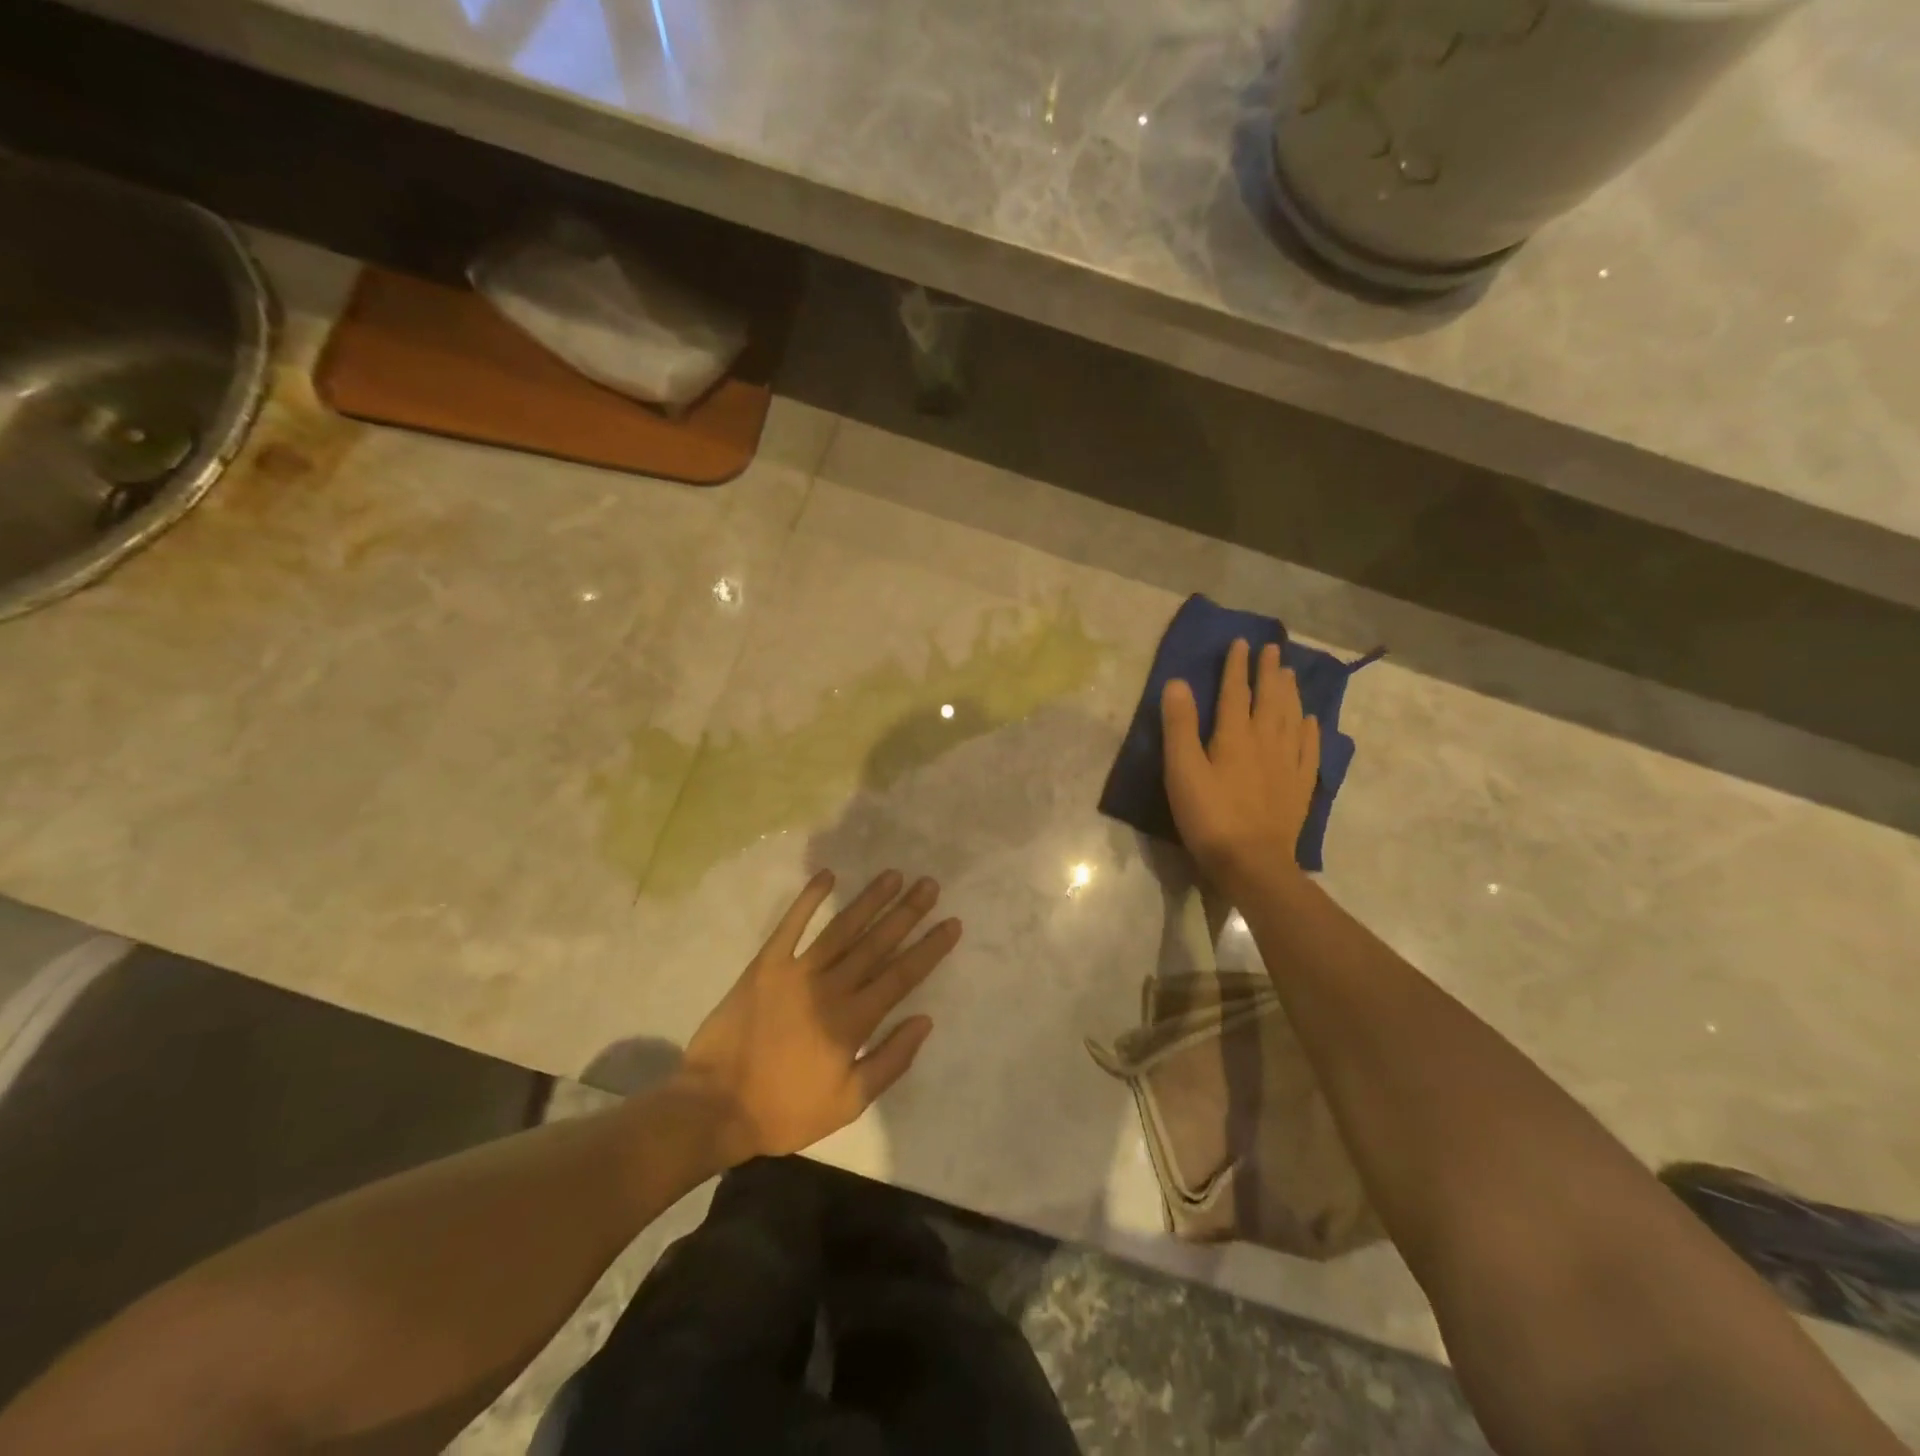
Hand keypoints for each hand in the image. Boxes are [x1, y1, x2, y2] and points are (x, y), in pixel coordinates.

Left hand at [675, 869, 960, 1165]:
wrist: (715, 1106)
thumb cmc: (786, 1110)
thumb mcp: (848, 1102)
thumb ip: (889, 1060)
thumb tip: (924, 1020)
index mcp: (853, 1021)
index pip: (902, 975)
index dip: (929, 947)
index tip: (951, 922)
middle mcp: (830, 988)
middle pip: (877, 943)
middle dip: (907, 912)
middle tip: (929, 884)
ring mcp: (797, 972)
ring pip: (842, 928)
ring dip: (870, 900)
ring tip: (893, 875)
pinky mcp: (765, 965)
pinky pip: (791, 926)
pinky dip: (809, 899)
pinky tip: (828, 876)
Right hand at [1161, 639, 1319, 895]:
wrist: (1252, 863)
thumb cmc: (1209, 816)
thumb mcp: (1182, 770)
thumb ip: (1180, 726)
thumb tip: (1178, 682)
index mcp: (1235, 735)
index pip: (1236, 691)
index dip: (1237, 666)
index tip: (1241, 642)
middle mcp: (1266, 741)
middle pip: (1270, 698)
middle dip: (1269, 672)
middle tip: (1273, 648)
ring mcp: (1288, 764)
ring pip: (1291, 718)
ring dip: (1290, 693)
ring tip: (1290, 674)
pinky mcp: (1299, 786)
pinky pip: (1308, 748)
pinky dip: (1309, 729)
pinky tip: (1310, 721)